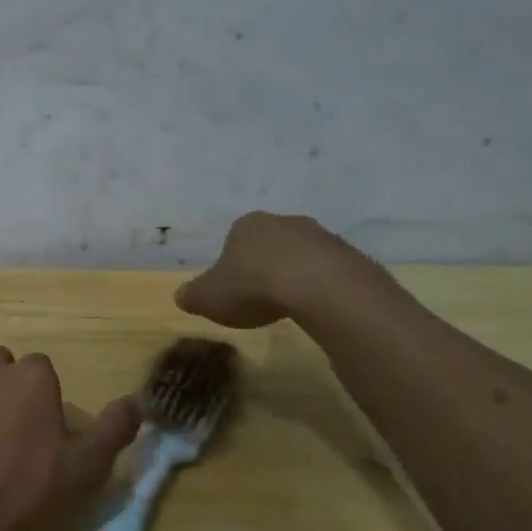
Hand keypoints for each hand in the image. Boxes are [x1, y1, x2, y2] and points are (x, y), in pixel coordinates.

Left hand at [0, 346, 142, 530]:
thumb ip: (114, 429)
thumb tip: (137, 402)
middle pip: (4, 366)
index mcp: (32, 376)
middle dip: (11, 388)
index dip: (46, 397)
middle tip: (18, 432)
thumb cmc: (26, 486)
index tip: (48, 431)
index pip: (43, 368)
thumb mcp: (85, 465)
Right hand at [176, 212, 394, 328]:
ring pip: (301, 256)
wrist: (319, 287)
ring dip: (295, 275)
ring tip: (290, 306)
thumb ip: (192, 295)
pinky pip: (329, 271)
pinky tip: (316, 308)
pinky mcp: (350, 255)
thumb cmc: (253, 286)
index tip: (233, 290)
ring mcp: (321, 236)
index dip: (231, 265)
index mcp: (246, 225)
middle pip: (269, 244)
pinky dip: (321, 287)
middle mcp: (283, 222)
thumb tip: (181, 296)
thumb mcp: (209, 298)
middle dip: (264, 266)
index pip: (234, 240)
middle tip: (260, 298)